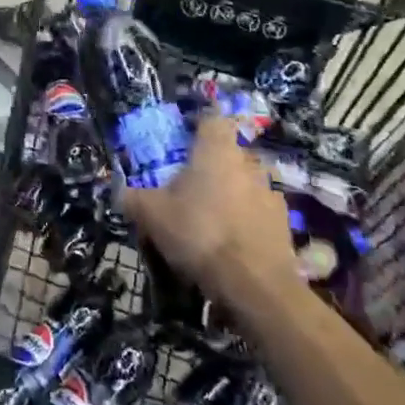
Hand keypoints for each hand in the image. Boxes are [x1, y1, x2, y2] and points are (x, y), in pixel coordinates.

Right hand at [118, 113, 300, 307]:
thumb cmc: (199, 233)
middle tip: (190, 184)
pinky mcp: (285, 225)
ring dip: (232, 192)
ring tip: (212, 216)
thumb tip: (118, 191)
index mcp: (216, 150)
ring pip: (247, 182)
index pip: (212, 118)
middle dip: (213, 164)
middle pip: (230, 152)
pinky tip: (232, 241)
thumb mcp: (151, 215)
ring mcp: (272, 193)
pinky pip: (260, 211)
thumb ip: (132, 198)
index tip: (182, 140)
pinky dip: (247, 219)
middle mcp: (249, 163)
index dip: (198, 125)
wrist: (255, 286)